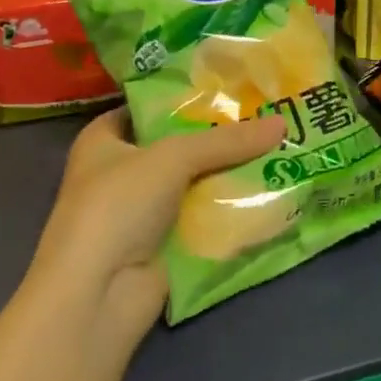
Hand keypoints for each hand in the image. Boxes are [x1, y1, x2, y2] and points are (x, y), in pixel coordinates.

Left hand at [28, 108, 287, 349]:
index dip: (185, 95)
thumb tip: (282, 123)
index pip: (149, 106)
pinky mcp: (165, 245)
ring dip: (229, 170)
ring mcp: (143, 211)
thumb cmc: (117, 206)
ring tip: (278, 145)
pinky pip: (204, 217)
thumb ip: (227, 140)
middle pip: (178, 145)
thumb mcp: (173, 157)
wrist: (97, 296)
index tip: (230, 85)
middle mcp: (121, 171)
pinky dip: (230, 207)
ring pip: (195, 181)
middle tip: (266, 112)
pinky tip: (269, 189)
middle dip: (218, 133)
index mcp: (103, 139)